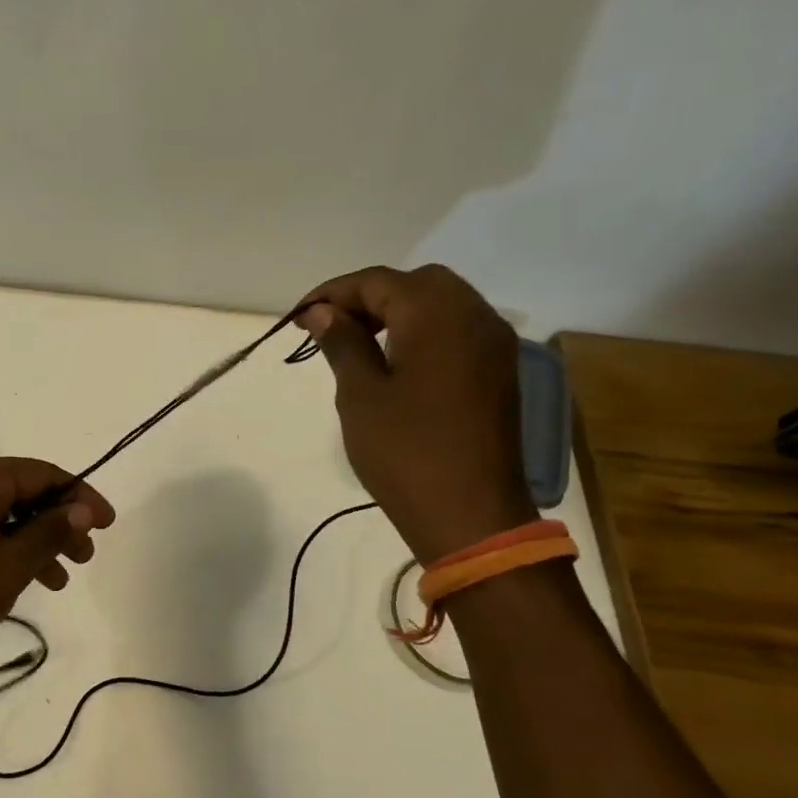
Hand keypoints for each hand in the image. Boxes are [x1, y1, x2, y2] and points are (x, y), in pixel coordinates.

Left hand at [0, 457, 115, 679]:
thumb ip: (50, 530)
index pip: (42, 473)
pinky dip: (13, 551)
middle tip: (87, 555)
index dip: (81, 496)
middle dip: (60, 521)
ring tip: (65, 576)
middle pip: (25, 491)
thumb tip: (83, 508)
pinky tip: (34, 581)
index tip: (109, 525)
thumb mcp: (10, 564)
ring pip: (8, 515)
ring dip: (40, 540)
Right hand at [295, 264, 536, 562]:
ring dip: (397, 312)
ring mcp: (494, 343)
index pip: (377, 282)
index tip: (298, 317)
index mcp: (436, 314)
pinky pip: (458, 330)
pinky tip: (397, 361)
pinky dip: (424, 331)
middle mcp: (474, 315)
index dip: (332, 294)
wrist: (471, 515)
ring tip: (357, 344)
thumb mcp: (360, 395)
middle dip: (368, 297)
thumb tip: (322, 312)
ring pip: (441, 303)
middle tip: (330, 328)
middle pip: (414, 284)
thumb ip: (342, 343)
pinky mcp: (499, 370)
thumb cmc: (405, 452)